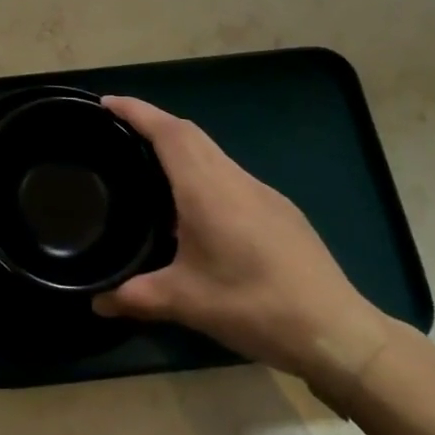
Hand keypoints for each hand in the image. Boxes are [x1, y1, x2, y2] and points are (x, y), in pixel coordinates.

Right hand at [92, 96, 398, 399]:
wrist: (338, 331)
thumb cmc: (256, 306)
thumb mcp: (187, 304)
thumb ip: (137, 297)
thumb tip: (96, 301)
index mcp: (206, 189)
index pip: (167, 132)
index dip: (135, 111)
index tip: (105, 103)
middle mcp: (233, 178)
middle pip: (188, 132)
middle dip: (152, 122)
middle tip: (118, 131)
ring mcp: (261, 191)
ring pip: (211, 151)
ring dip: (179, 146)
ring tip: (149, 165)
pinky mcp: (279, 209)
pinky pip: (229, 173)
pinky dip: (202, 170)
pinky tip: (195, 207)